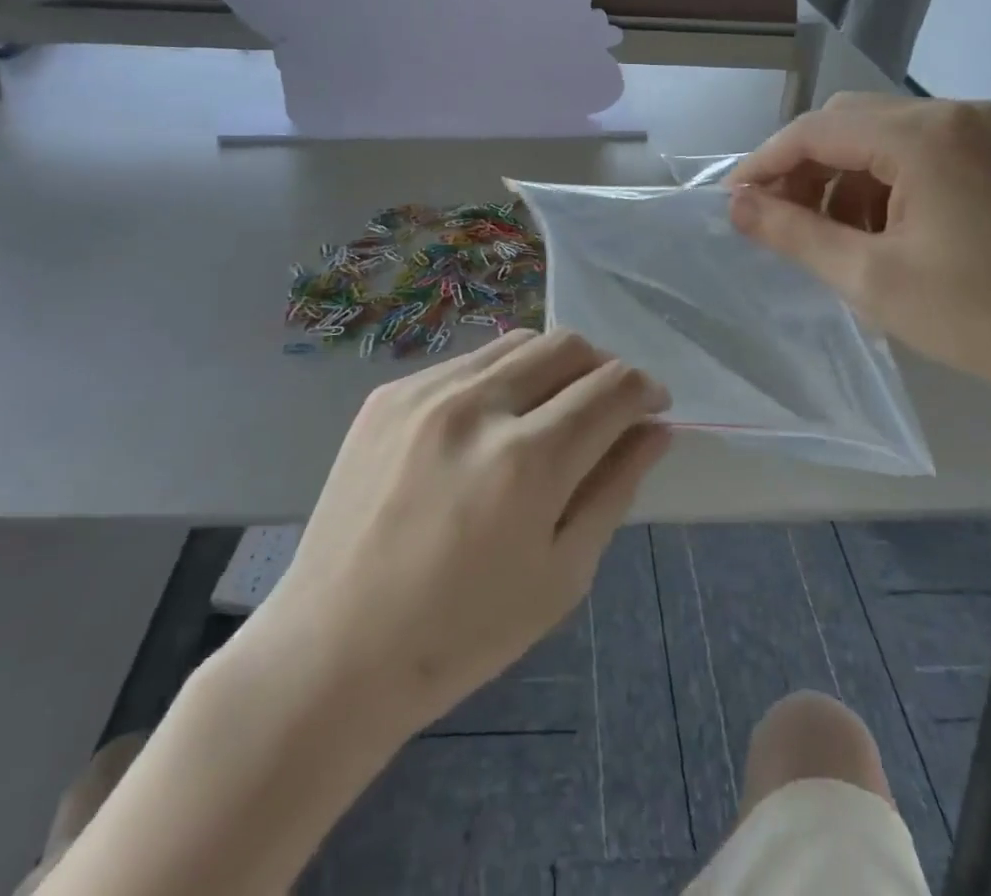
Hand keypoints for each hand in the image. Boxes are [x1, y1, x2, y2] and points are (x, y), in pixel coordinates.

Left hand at [261, 330, 670, 725]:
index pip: (611, 388)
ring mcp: (425, 392)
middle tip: (606, 407)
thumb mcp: (562, 573)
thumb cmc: (463, 633)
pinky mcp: (389, 394)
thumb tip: (655, 429)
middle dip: (603, 368)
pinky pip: (466, 363)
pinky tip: (488, 426)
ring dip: (552, 366)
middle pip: (566, 345)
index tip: (653, 406)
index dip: (645, 389)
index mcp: (527, 461)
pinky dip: (498, 380)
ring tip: (549, 411)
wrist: (335, 648)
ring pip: (516, 342)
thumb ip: (615, 488)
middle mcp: (476, 406)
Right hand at [726, 95, 990, 441]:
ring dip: (848, 176)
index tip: (733, 202)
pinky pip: (928, 149)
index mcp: (927, 134)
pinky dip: (891, 180)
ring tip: (837, 236)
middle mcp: (963, 111)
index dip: (765, 163)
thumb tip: (736, 203)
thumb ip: (792, 232)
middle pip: (852, 122)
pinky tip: (888, 229)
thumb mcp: (870, 279)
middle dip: (807, 169)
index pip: (817, 130)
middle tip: (781, 222)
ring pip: (888, 135)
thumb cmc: (982, 321)